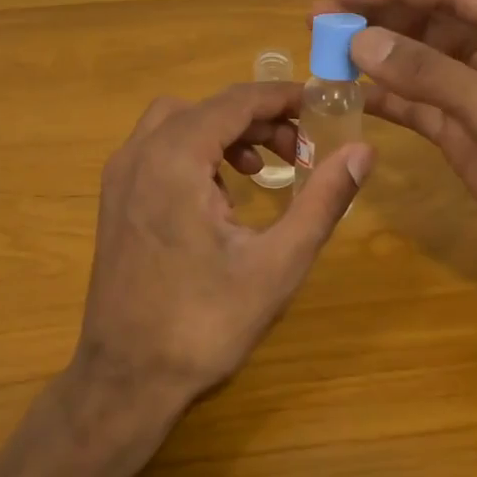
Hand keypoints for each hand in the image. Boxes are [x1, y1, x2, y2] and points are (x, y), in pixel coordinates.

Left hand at [71, 81, 374, 421]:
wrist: (126, 378)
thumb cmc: (205, 323)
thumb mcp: (278, 262)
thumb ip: (323, 200)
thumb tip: (362, 150)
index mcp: (174, 159)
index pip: (235, 101)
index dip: (281, 98)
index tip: (321, 106)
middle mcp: (139, 154)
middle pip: (206, 108)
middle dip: (257, 118)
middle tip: (299, 150)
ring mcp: (119, 176)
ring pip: (177, 124)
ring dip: (223, 133)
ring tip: (262, 171)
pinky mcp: (113, 199)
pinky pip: (157, 150)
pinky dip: (194, 152)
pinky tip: (222, 196)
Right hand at [324, 0, 476, 325]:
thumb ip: (429, 75)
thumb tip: (358, 41)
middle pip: (431, 21)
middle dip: (378, 16)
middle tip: (320, 15)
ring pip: (419, 62)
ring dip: (376, 55)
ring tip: (325, 49)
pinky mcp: (463, 134)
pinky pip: (415, 104)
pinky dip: (383, 98)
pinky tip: (348, 94)